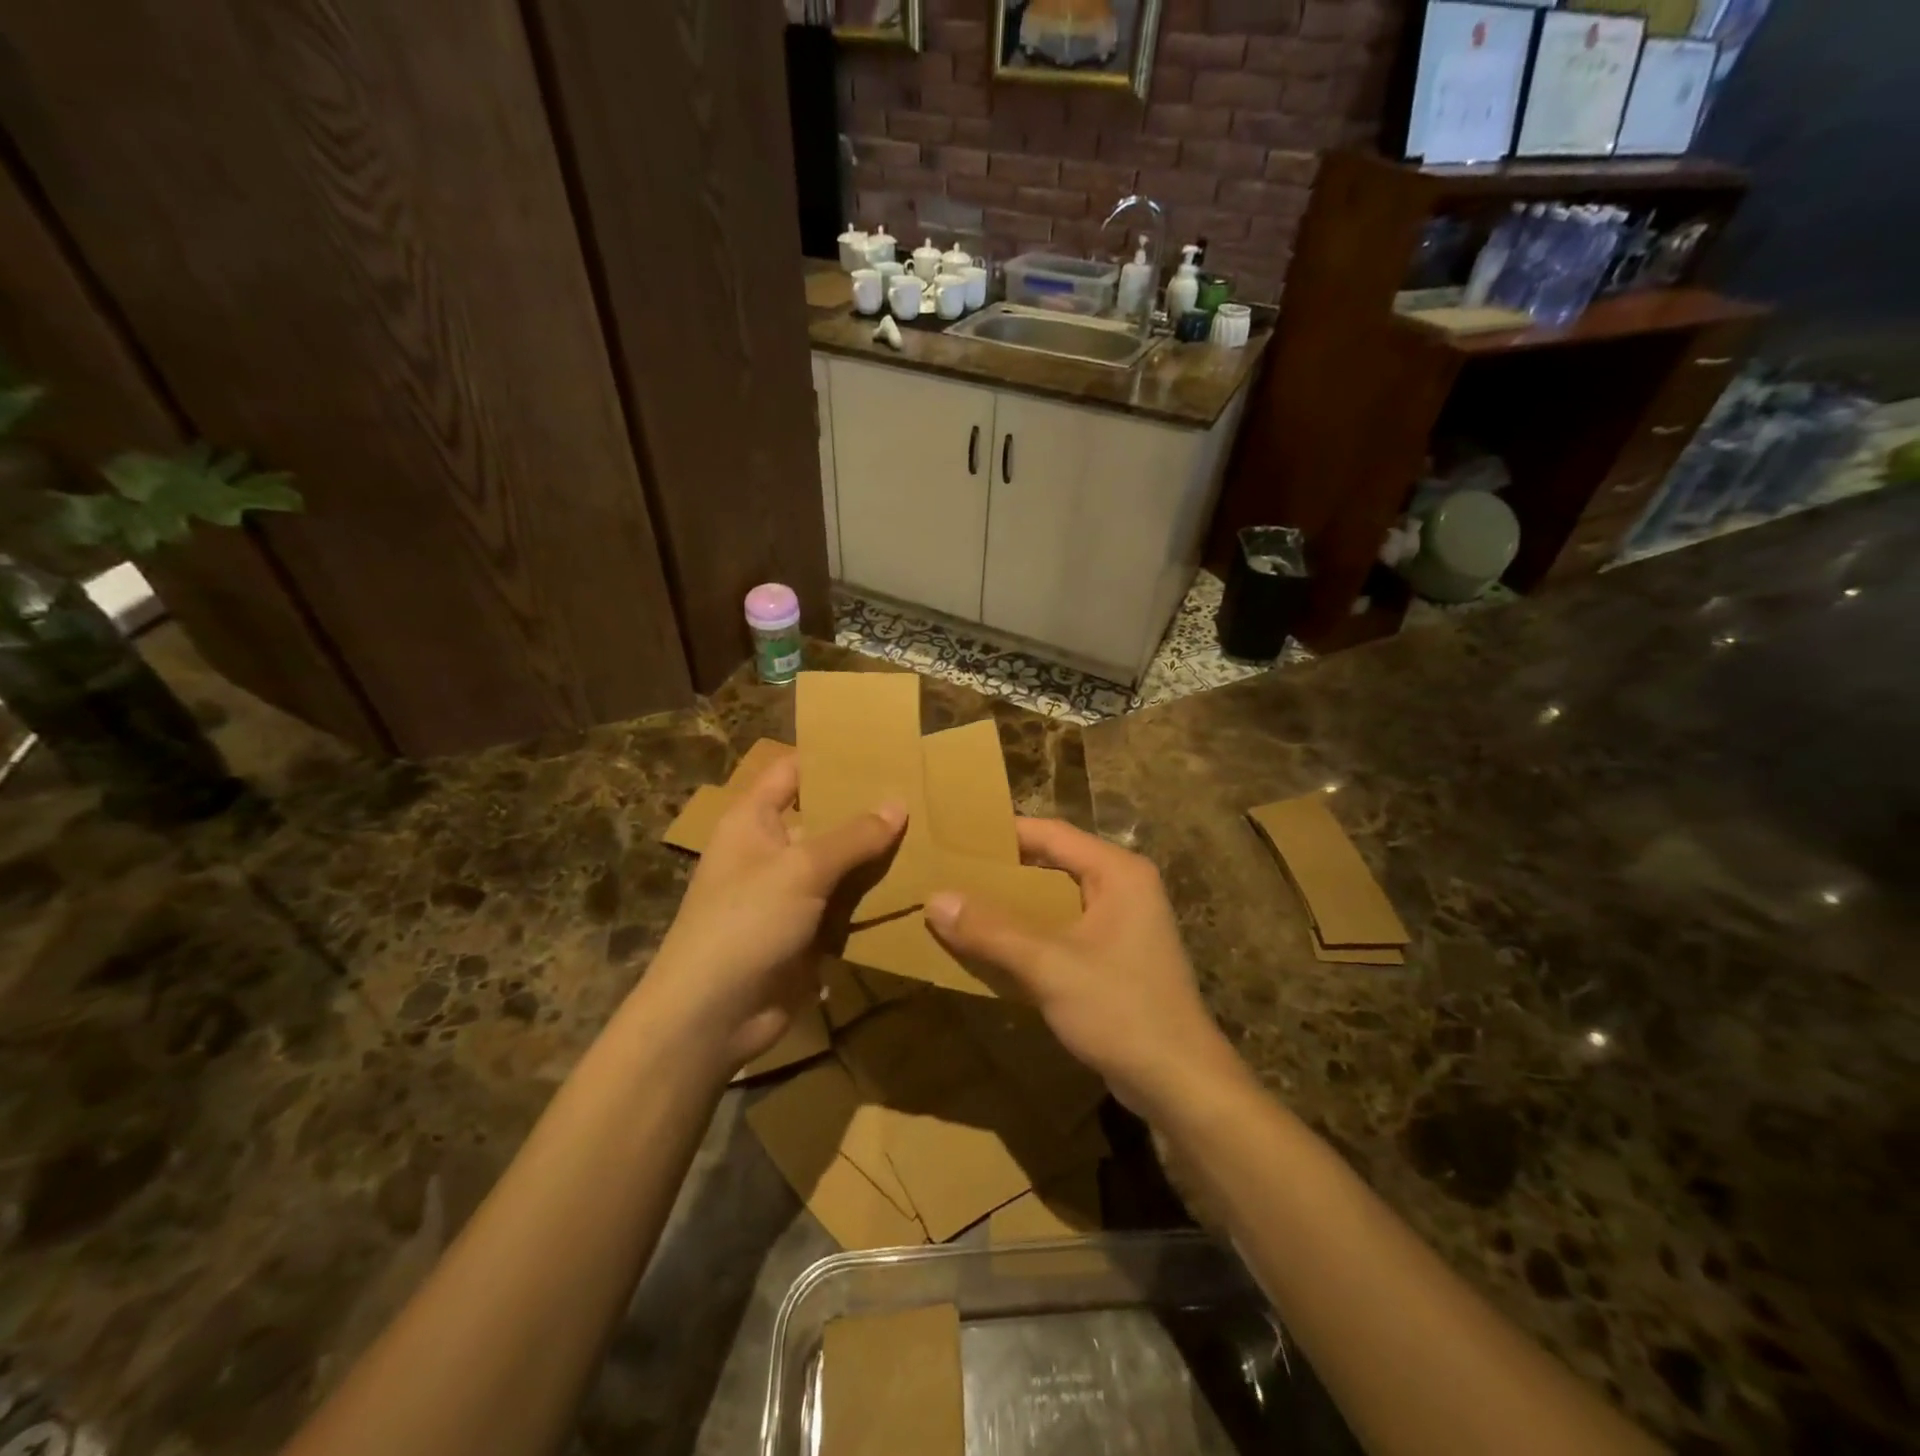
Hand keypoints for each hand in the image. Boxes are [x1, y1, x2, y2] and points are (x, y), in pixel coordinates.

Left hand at [644, 757, 904, 1071]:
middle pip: (824, 818)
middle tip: (923, 794)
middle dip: (867, 810)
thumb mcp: (801, 869)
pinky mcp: (806, 932)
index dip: (830, 758)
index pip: (793, 771)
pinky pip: (845, 906)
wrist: (712, 1017)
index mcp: (753, 820)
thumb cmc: (745, 923)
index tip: (882, 750)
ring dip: (876, 858)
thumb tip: (898, 803)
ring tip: (932, 836)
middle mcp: (770, 850)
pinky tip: (917, 887)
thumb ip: (853, 836)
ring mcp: (789, 894)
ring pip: (840, 865)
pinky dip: (873, 900)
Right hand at [924, 818, 1244, 1117]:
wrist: (1180, 1082)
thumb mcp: (1049, 966)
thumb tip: (934, 898)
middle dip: (1003, 871)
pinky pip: (1065, 928)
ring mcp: (1123, 922)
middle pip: (1053, 863)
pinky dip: (1032, 933)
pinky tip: (995, 947)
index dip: (1002, 834)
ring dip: (1014, 905)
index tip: (954, 838)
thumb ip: (990, 930)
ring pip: (1057, 898)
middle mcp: (1124, 886)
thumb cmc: (1120, 1009)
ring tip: (961, 906)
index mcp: (1118, 871)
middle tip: (949, 873)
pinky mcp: (1117, 955)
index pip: (1051, 833)